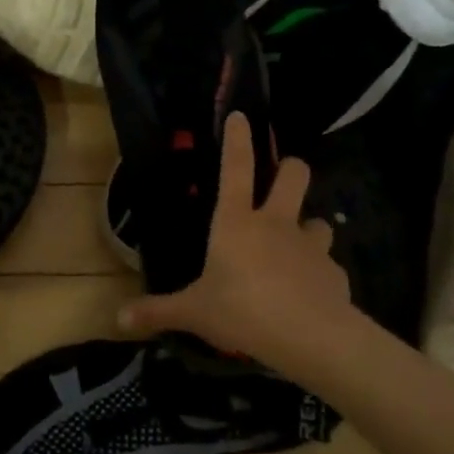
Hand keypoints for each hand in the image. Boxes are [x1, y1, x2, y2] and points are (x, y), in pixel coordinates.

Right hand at [119, 112, 368, 369]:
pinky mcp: (335, 274)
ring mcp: (310, 246)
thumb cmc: (243, 311)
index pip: (235, 168)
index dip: (237, 139)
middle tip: (284, 174)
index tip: (241, 116)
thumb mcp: (194, 312)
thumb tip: (118, 318)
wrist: (312, 337)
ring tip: (298, 245)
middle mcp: (276, 224)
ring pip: (319, 220)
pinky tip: (312, 292)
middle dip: (289, 167)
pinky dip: (321, 274)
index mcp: (236, 222)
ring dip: (309, 227)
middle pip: (293, 176)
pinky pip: (328, 266)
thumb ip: (158, 311)